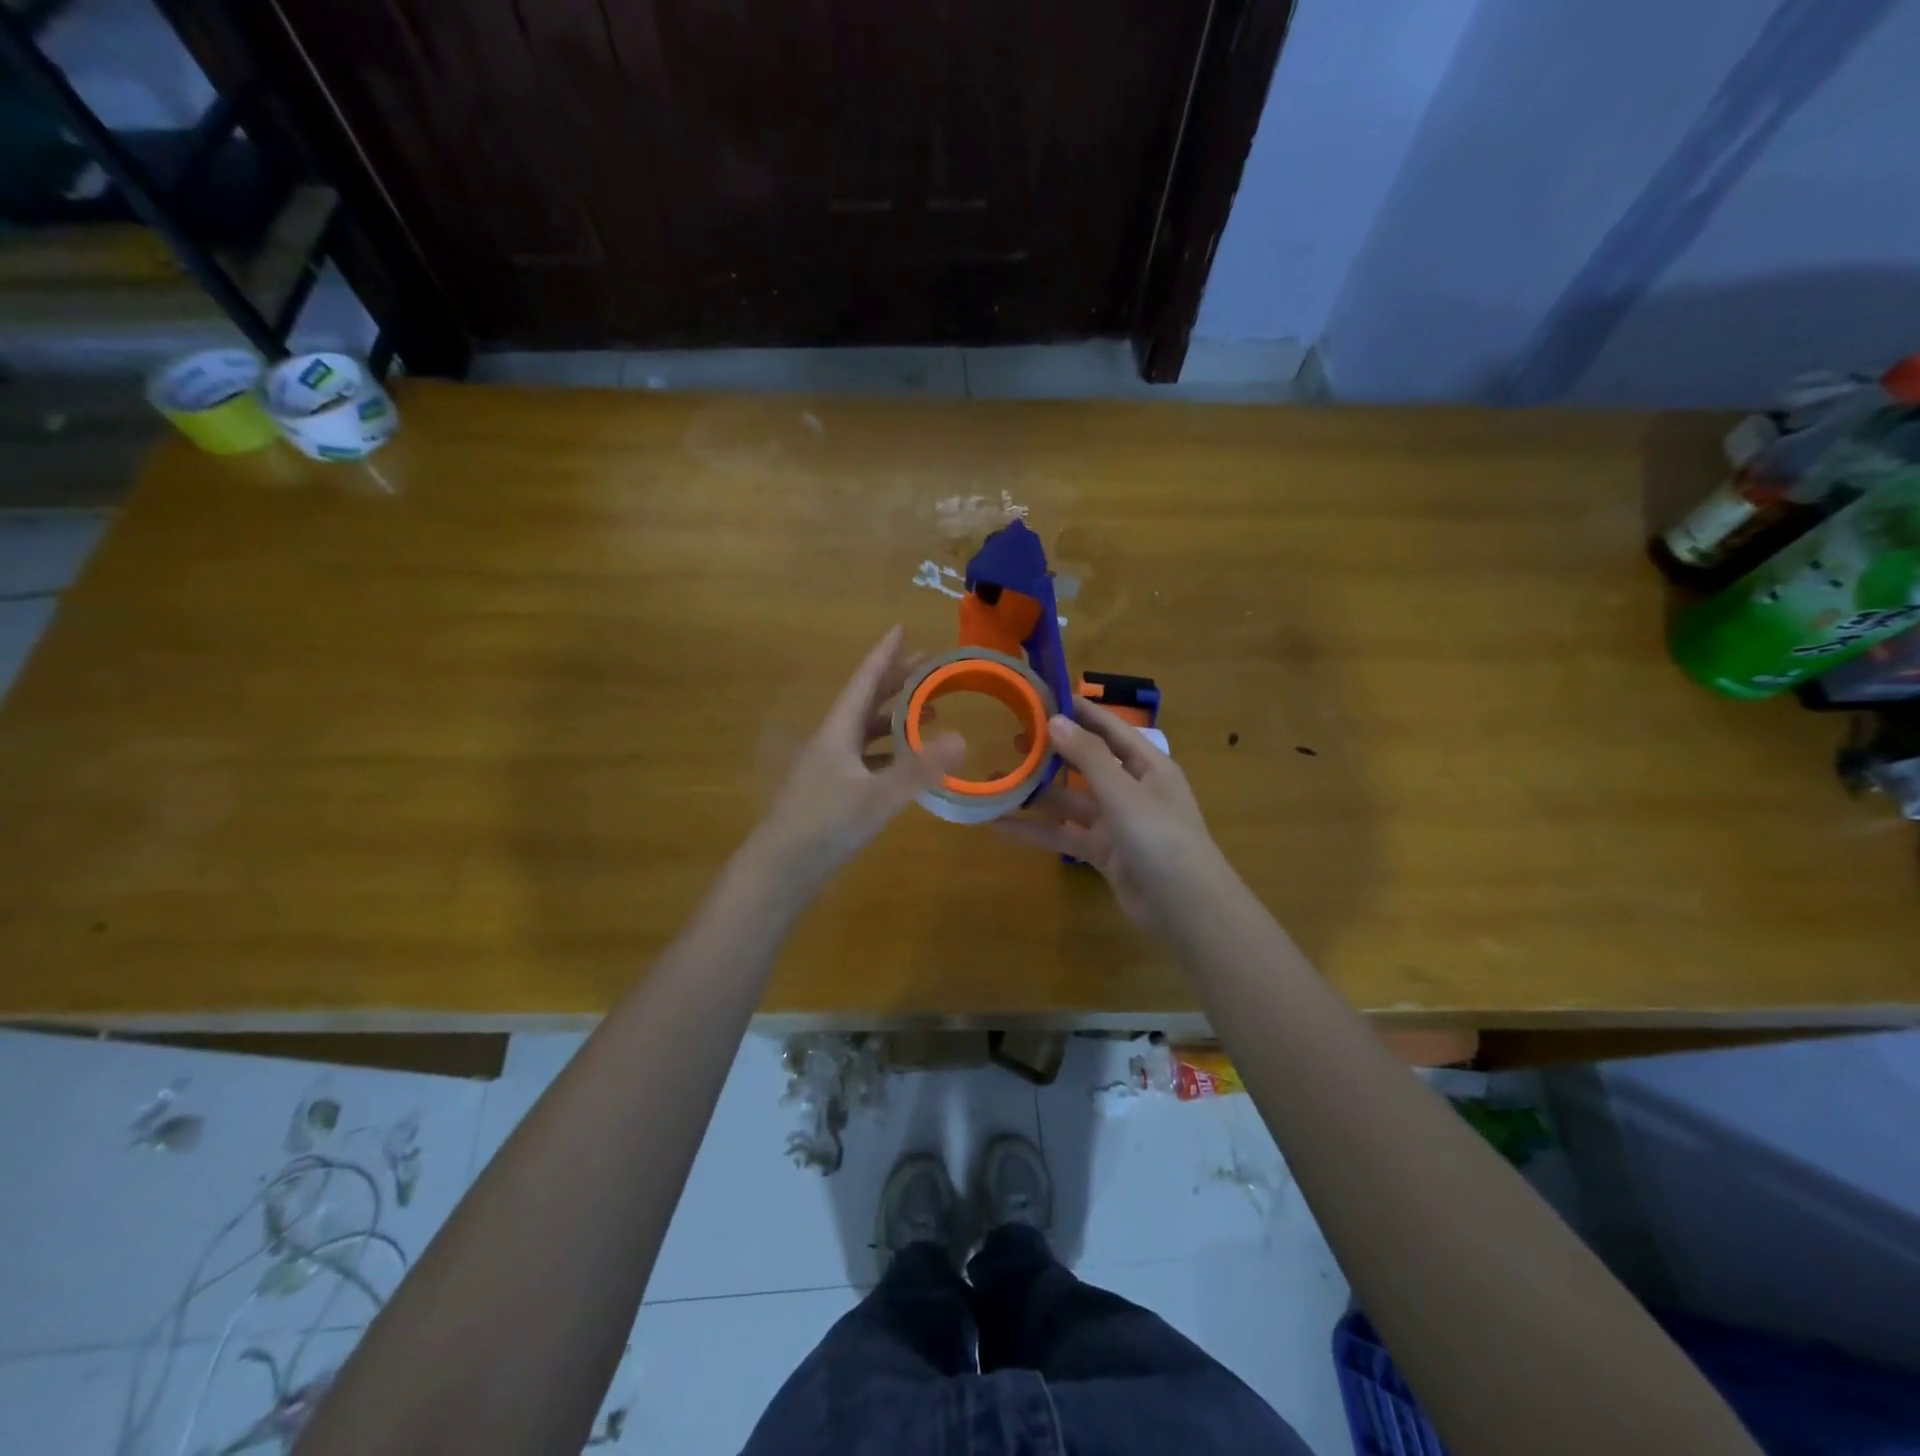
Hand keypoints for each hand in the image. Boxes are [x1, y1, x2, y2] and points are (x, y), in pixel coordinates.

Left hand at [749, 626, 964, 892]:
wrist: (780, 869)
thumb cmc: (825, 825)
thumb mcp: (877, 796)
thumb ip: (919, 769)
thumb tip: (962, 738)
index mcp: (838, 731)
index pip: (865, 681)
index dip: (884, 655)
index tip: (901, 629)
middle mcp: (832, 742)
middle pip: (866, 702)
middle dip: (895, 682)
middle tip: (927, 667)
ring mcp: (830, 768)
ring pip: (866, 731)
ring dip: (895, 718)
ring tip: (928, 714)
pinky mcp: (833, 792)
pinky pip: (866, 758)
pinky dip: (889, 752)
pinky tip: (906, 763)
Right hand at [999, 699, 1225, 933]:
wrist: (1185, 907)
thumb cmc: (1161, 837)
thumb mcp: (1123, 792)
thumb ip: (1087, 757)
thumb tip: (1055, 720)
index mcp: (1148, 766)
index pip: (1110, 729)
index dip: (1081, 712)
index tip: (1046, 696)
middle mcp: (1132, 789)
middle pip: (1086, 764)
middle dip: (1052, 753)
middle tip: (1012, 738)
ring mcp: (1117, 822)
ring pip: (1070, 801)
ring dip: (1037, 794)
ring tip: (996, 781)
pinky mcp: (1103, 852)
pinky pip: (1065, 835)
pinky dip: (1036, 830)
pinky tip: (1000, 826)